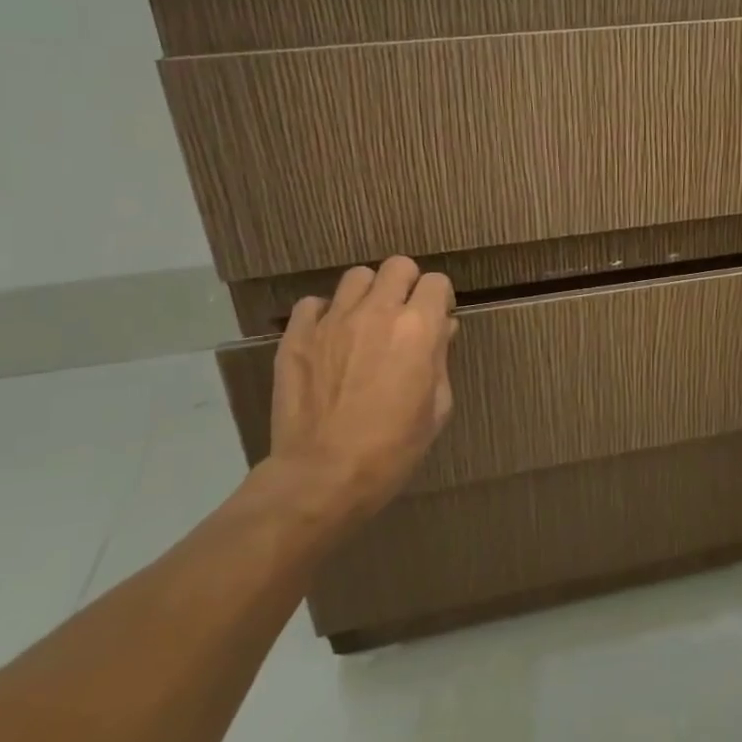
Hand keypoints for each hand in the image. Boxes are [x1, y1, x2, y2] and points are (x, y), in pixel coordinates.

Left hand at [265, 256, 458, 529]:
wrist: (323, 476)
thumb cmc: (393, 449)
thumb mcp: (437, 408)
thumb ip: (441, 359)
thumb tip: (443, 328)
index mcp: (418, 329)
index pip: (437, 282)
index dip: (440, 298)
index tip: (437, 319)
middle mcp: (377, 312)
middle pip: (397, 266)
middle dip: (407, 284)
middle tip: (404, 315)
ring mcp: (333, 320)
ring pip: (356, 277)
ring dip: (368, 294)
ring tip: (365, 322)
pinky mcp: (297, 336)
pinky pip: (314, 304)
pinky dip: (325, 314)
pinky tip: (330, 338)